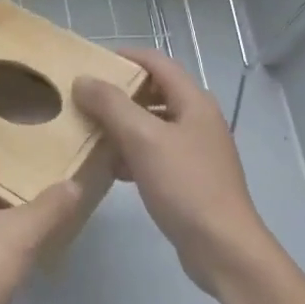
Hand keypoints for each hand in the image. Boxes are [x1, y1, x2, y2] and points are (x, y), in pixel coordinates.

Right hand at [72, 49, 272, 294]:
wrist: (221, 246)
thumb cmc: (185, 185)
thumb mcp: (143, 139)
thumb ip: (111, 105)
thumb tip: (84, 79)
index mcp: (194, 102)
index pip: (157, 63)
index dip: (125, 57)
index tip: (90, 62)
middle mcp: (197, 120)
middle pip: (154, 93)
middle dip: (118, 94)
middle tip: (83, 99)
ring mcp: (195, 150)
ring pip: (151, 126)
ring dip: (121, 126)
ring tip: (88, 132)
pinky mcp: (188, 178)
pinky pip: (154, 154)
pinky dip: (131, 154)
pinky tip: (110, 168)